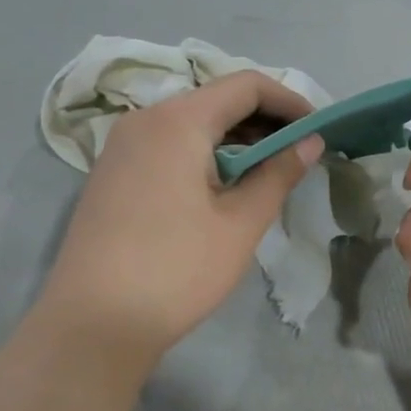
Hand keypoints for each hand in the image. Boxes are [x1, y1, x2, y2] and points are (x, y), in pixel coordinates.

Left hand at [38, 71, 324, 375]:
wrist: (91, 325)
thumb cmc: (175, 269)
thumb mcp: (240, 223)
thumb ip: (279, 173)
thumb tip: (311, 141)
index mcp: (177, 120)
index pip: (246, 85)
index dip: (289, 101)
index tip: (319, 129)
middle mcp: (145, 119)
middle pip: (217, 99)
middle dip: (264, 119)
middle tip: (300, 152)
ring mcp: (123, 145)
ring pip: (192, 122)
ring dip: (235, 137)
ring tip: (269, 171)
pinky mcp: (113, 172)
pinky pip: (169, 143)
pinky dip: (205, 152)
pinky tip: (224, 185)